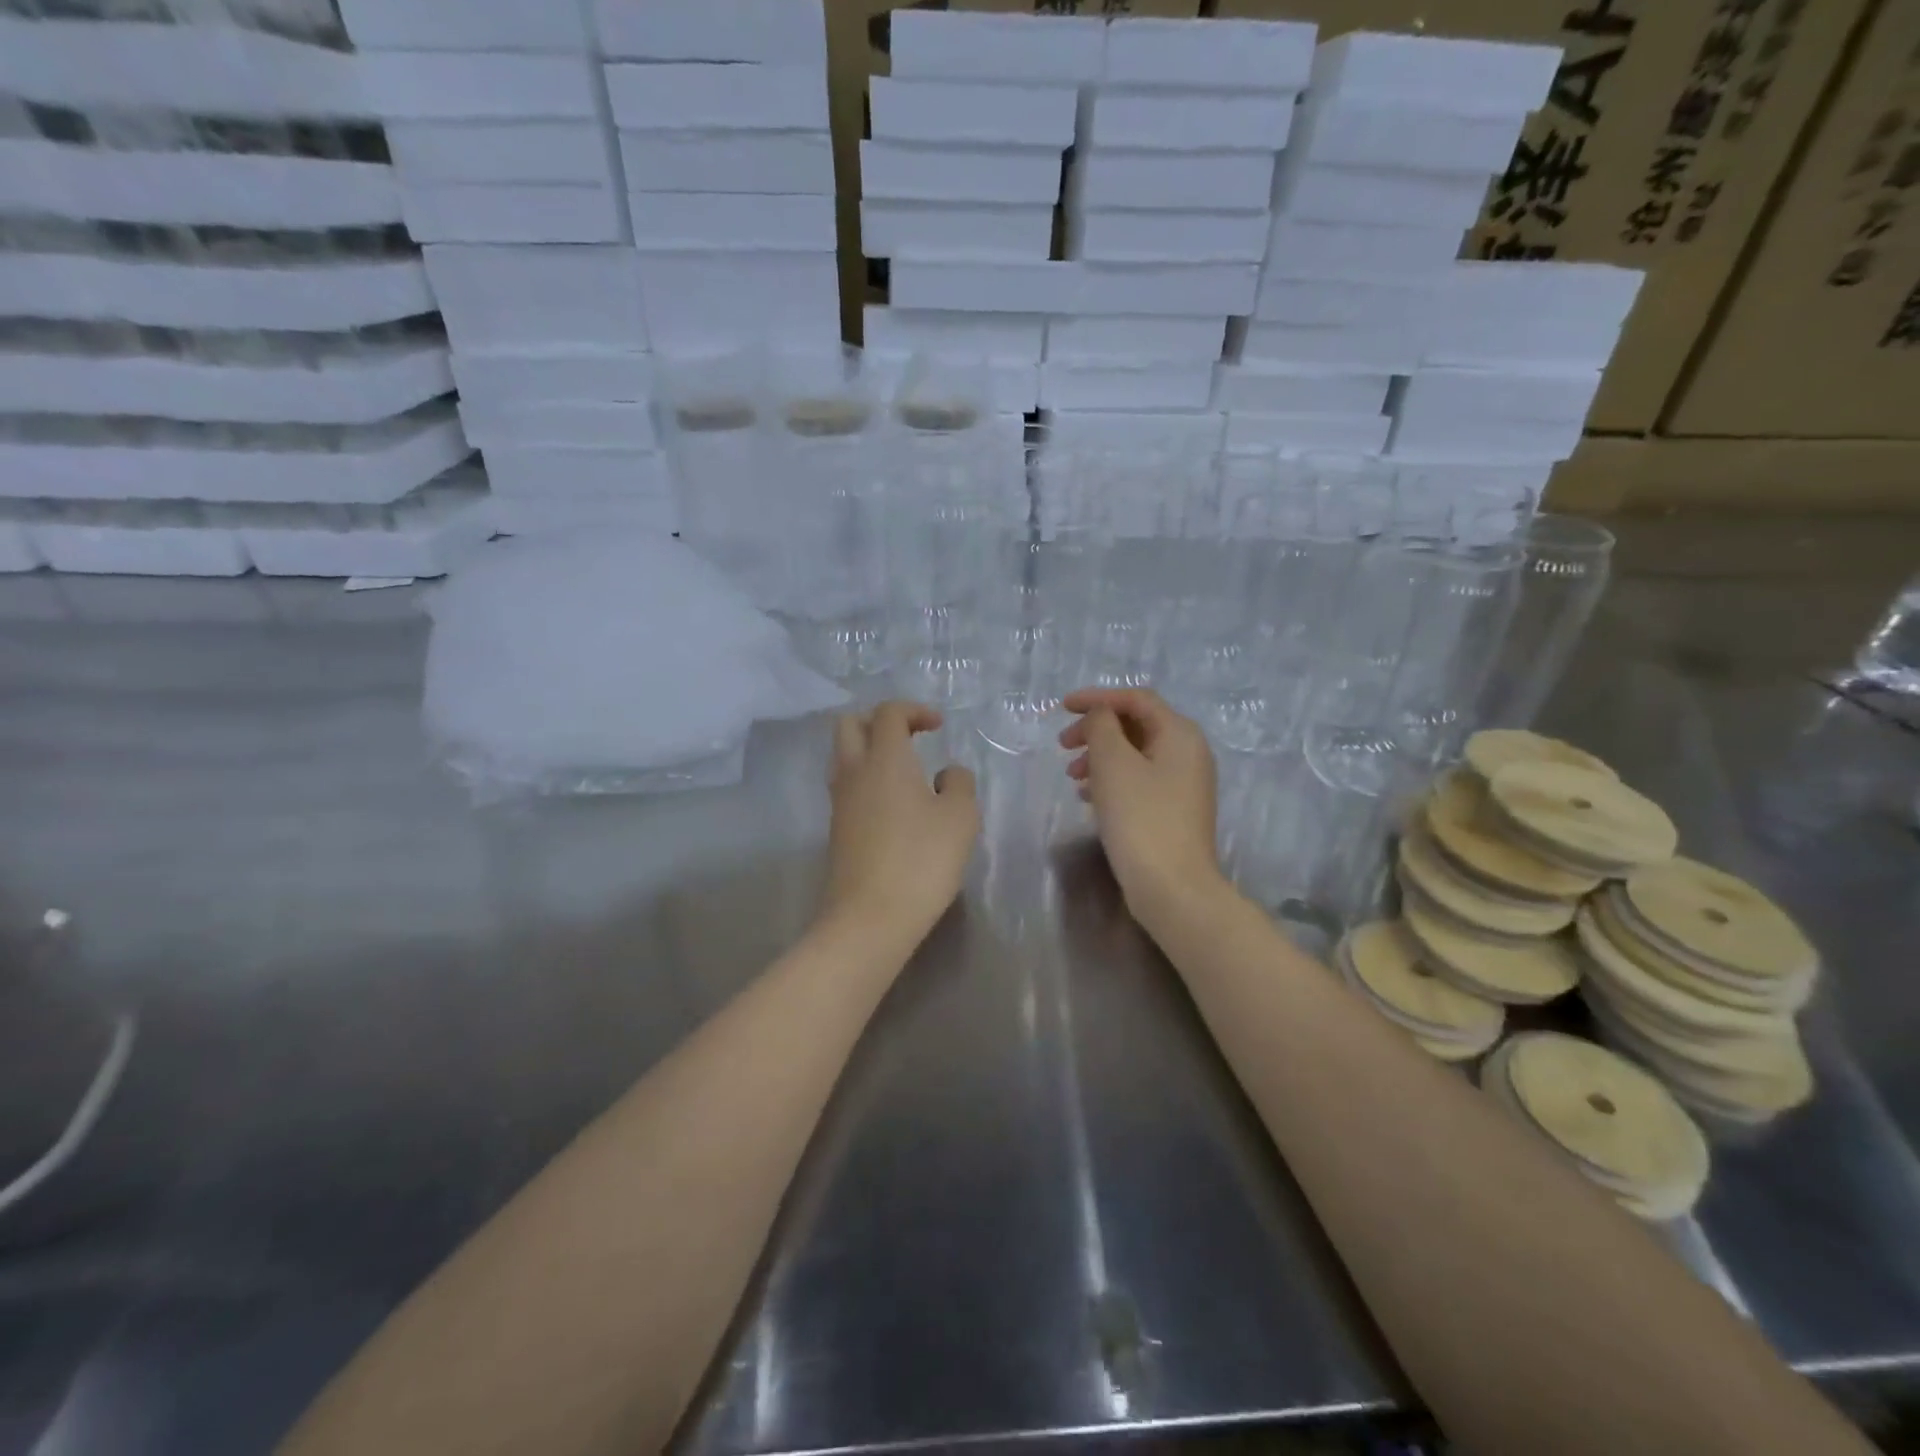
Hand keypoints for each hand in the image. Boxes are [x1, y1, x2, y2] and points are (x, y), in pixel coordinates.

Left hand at [823, 701, 979, 939]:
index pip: (888, 712)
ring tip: (906, 774)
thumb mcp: (960, 817)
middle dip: (879, 721)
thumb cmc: (921, 859)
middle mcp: (854, 772)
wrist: (870, 917)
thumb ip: (958, 783)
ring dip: (870, 752)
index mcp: (884, 758)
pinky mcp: (836, 830)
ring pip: (844, 757)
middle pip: (850, 724)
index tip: (939, 726)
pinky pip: (847, 787)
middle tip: (911, 738)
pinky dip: (867, 781)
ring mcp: (840, 802)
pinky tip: (895, 807)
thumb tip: (946, 774)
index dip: (914, 710)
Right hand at [1060, 688, 1226, 924]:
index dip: (1097, 697)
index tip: (1062, 707)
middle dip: (1096, 730)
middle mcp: (1189, 753)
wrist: (1172, 887)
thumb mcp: (1113, 763)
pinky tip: (1087, 796)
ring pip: (1135, 755)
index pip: (1136, 699)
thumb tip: (1101, 716)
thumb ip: (1102, 727)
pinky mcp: (1174, 810)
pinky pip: (1139, 780)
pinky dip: (1111, 780)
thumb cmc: (1140, 818)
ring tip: (1071, 775)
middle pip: (1136, 725)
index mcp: (1180, 734)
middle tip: (1063, 745)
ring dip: (1100, 756)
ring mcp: (1184, 784)